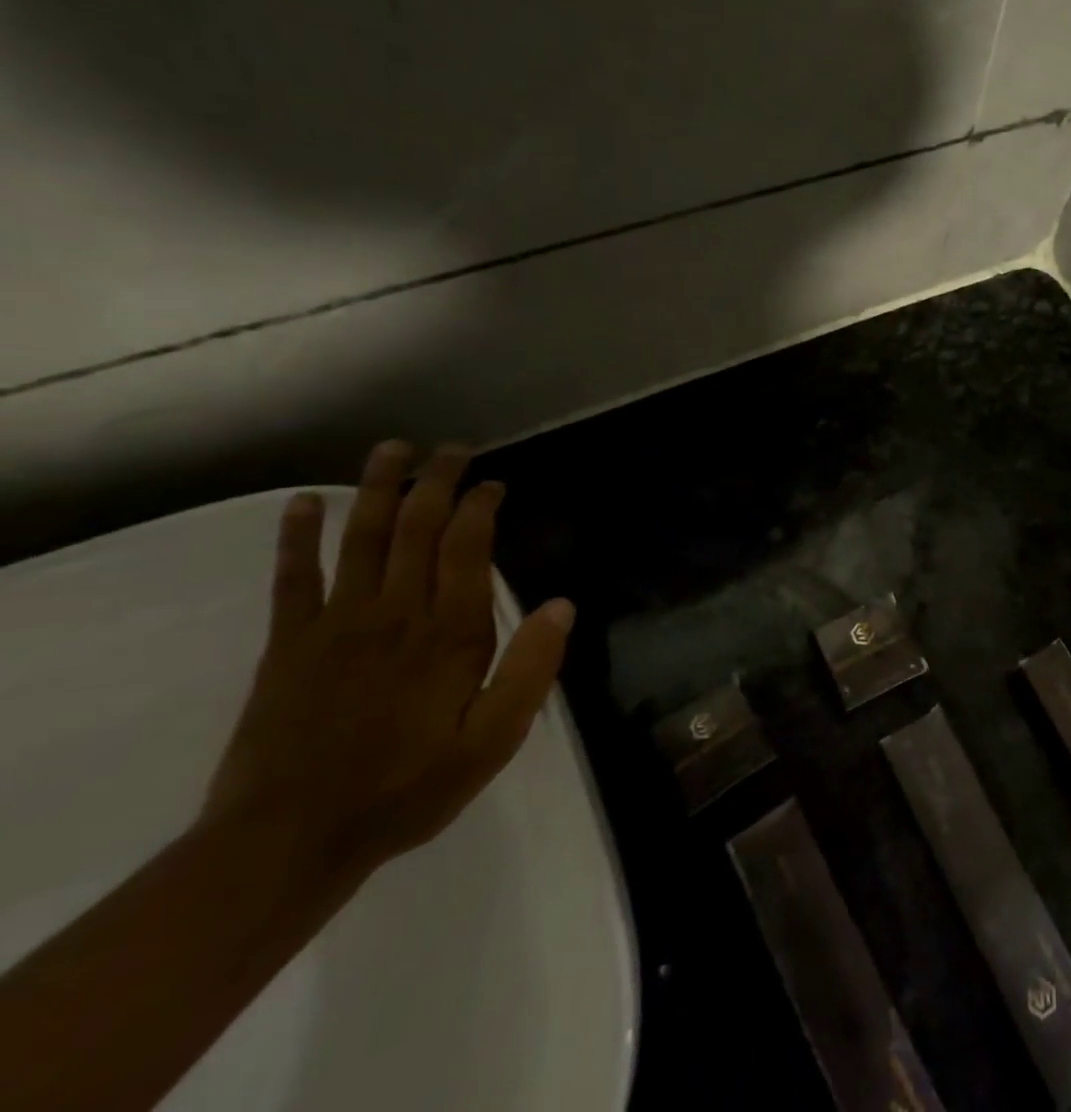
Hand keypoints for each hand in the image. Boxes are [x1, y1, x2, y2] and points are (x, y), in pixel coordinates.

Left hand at [204, 442, 574, 875]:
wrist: (287, 842)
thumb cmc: (407, 789)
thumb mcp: (492, 741)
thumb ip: (530, 670)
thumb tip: (563, 604)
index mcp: (449, 634)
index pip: (467, 548)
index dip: (480, 506)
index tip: (494, 484)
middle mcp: (395, 614)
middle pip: (416, 528)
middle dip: (436, 481)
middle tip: (452, 449)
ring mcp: (336, 624)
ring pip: (360, 539)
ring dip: (375, 489)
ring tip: (391, 450)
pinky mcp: (288, 644)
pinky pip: (293, 579)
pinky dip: (297, 537)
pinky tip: (302, 504)